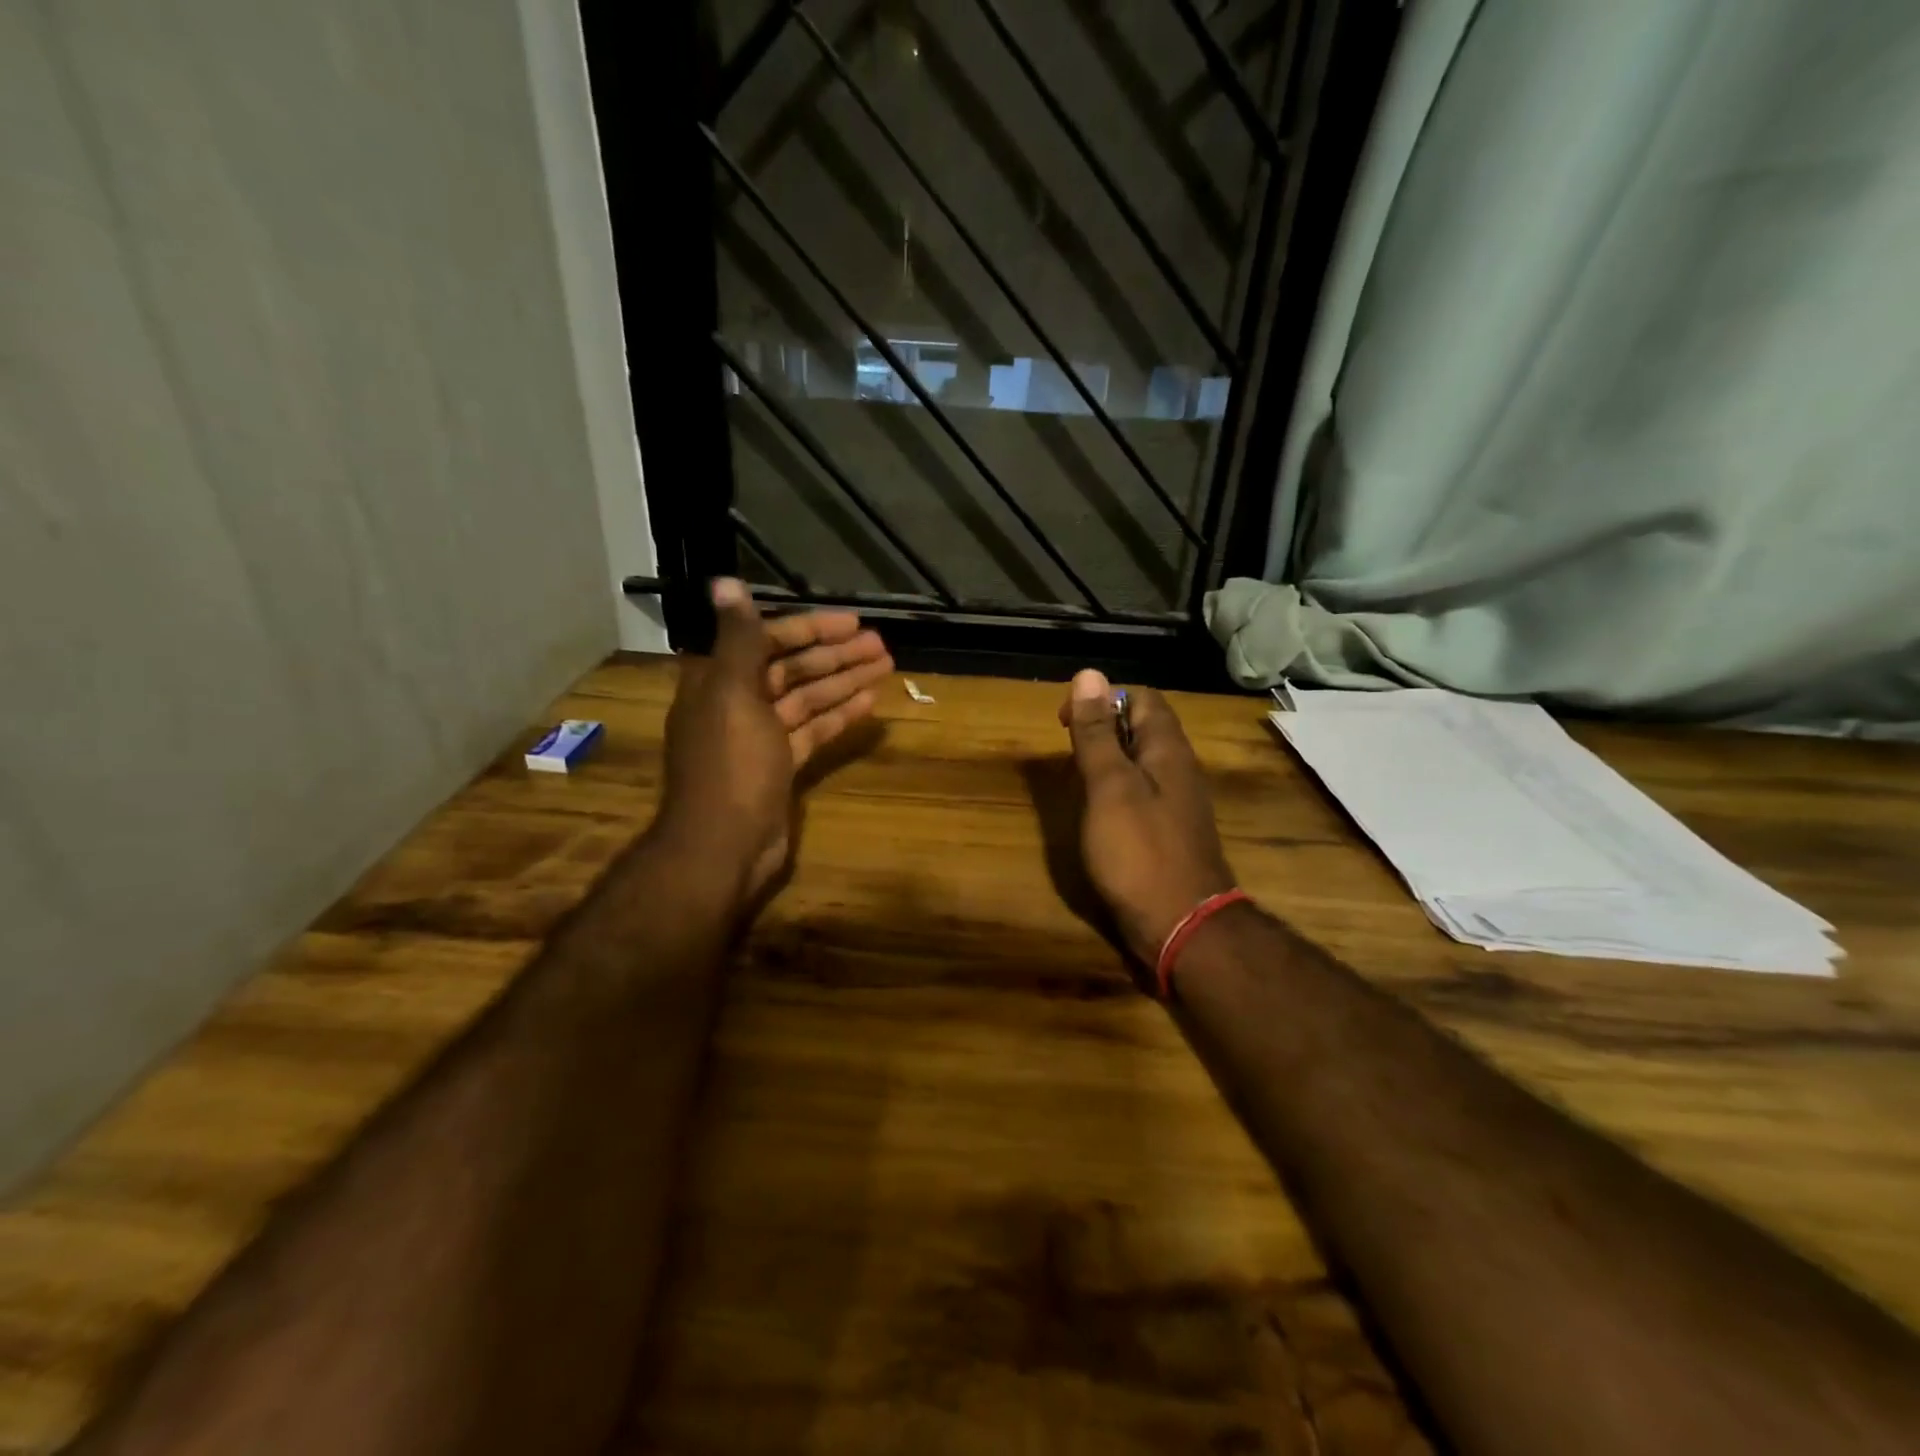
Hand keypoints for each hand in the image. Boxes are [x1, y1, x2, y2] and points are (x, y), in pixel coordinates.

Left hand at [657, 579, 891, 905]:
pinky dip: (839, 717)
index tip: (853, 623)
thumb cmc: (729, 765)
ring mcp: (761, 738)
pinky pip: (813, 732)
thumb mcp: (732, 694)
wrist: (723, 845)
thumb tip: (725, 582)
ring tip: (886, 666)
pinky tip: (869, 704)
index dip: (811, 630)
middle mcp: (738, 704)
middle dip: (836, 656)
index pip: (769, 641)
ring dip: (844, 682)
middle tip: (881, 645)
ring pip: (808, 700)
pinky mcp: (781, 767)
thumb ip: (739, 639)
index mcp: (720, 681)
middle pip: (793, 670)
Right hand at [1059, 669, 1235, 965]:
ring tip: (1076, 780)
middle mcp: (1178, 769)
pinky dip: (1116, 793)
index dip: (1104, 697)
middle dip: (1103, 729)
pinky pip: (1142, 796)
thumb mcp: (1109, 786)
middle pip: (1143, 729)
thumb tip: (1088, 674)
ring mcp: (1178, 804)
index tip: (1068, 721)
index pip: (1142, 697)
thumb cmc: (1140, 851)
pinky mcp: (1170, 834)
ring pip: (1141, 763)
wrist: (1183, 926)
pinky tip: (1098, 815)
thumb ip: (1098, 733)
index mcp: (1167, 749)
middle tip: (1068, 753)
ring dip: (1108, 762)